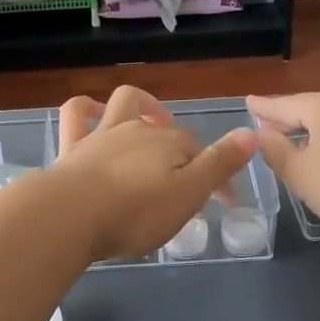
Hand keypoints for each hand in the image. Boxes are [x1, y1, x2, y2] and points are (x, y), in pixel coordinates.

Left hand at [50, 87, 254, 261]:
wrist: (69, 216)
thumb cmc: (135, 212)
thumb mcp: (188, 195)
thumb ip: (219, 165)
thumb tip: (251, 133)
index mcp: (170, 144)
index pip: (203, 154)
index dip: (217, 176)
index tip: (224, 204)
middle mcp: (139, 130)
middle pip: (168, 131)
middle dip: (183, 148)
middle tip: (187, 180)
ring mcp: (102, 135)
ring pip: (125, 104)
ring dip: (141, 106)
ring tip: (151, 122)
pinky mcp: (72, 147)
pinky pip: (77, 114)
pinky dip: (86, 108)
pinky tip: (92, 111)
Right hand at [247, 91, 319, 246]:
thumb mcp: (299, 173)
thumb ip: (276, 151)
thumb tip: (262, 132)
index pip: (284, 105)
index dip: (264, 107)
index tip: (248, 103)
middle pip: (312, 110)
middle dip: (290, 119)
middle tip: (269, 126)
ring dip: (316, 133)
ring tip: (300, 145)